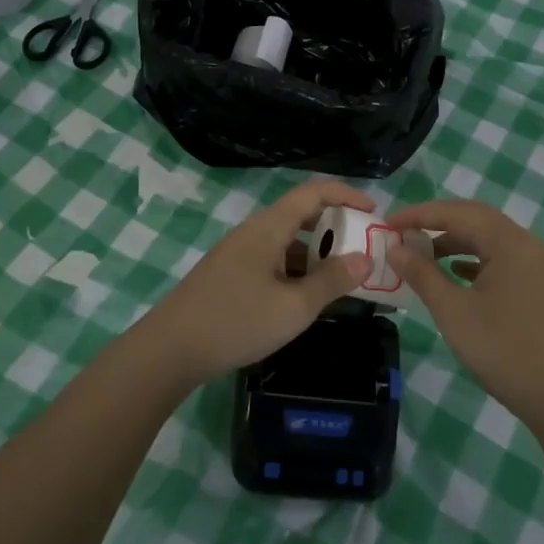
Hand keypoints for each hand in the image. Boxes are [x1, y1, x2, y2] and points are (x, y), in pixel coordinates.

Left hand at [145, 180, 374, 386]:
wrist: (169, 350)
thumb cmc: (236, 322)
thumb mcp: (293, 307)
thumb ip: (331, 281)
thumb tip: (365, 259)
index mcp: (269, 228)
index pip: (313, 192)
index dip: (346, 195)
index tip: (373, 212)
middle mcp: (253, 232)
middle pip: (300, 214)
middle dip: (335, 228)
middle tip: (362, 250)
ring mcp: (238, 253)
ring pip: (286, 241)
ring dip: (315, 253)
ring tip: (340, 279)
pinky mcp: (229, 275)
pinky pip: (272, 260)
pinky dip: (295, 270)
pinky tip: (304, 298)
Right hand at [388, 199, 543, 429]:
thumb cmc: (505, 351)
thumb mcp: (454, 312)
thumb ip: (423, 275)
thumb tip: (396, 248)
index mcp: (509, 242)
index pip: (456, 213)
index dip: (419, 214)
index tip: (387, 223)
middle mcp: (527, 244)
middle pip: (476, 219)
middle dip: (437, 223)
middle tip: (402, 234)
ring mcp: (538, 265)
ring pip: (489, 240)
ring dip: (455, 243)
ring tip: (422, 256)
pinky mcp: (541, 287)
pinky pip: (502, 259)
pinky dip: (474, 260)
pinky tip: (457, 275)